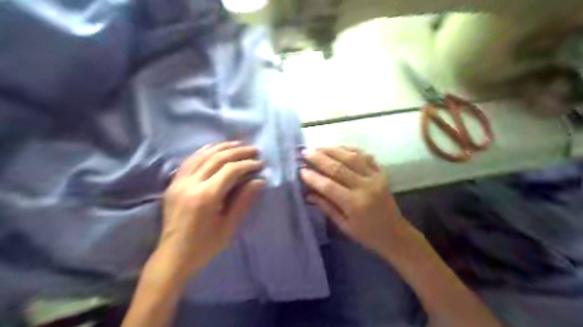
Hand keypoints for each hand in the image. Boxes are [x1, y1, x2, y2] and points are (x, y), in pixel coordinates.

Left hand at [156, 142, 262, 281]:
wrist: (173, 257)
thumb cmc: (205, 245)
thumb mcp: (229, 226)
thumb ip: (244, 200)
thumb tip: (259, 180)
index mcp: (206, 196)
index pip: (230, 170)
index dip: (247, 164)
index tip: (260, 163)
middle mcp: (190, 184)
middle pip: (216, 158)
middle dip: (237, 152)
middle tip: (253, 150)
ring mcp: (178, 182)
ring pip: (202, 155)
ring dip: (222, 147)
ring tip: (237, 144)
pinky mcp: (173, 184)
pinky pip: (189, 161)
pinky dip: (204, 152)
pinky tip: (214, 149)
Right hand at [300, 147, 409, 257]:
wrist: (395, 234)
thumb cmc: (367, 234)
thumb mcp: (343, 225)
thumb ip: (326, 206)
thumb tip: (307, 192)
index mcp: (354, 204)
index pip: (329, 186)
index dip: (313, 177)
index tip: (300, 170)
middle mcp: (365, 187)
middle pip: (338, 167)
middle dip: (319, 158)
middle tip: (305, 152)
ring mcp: (375, 177)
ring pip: (352, 157)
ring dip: (333, 150)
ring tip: (318, 147)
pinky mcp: (381, 173)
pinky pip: (365, 156)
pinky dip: (351, 149)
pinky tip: (339, 148)